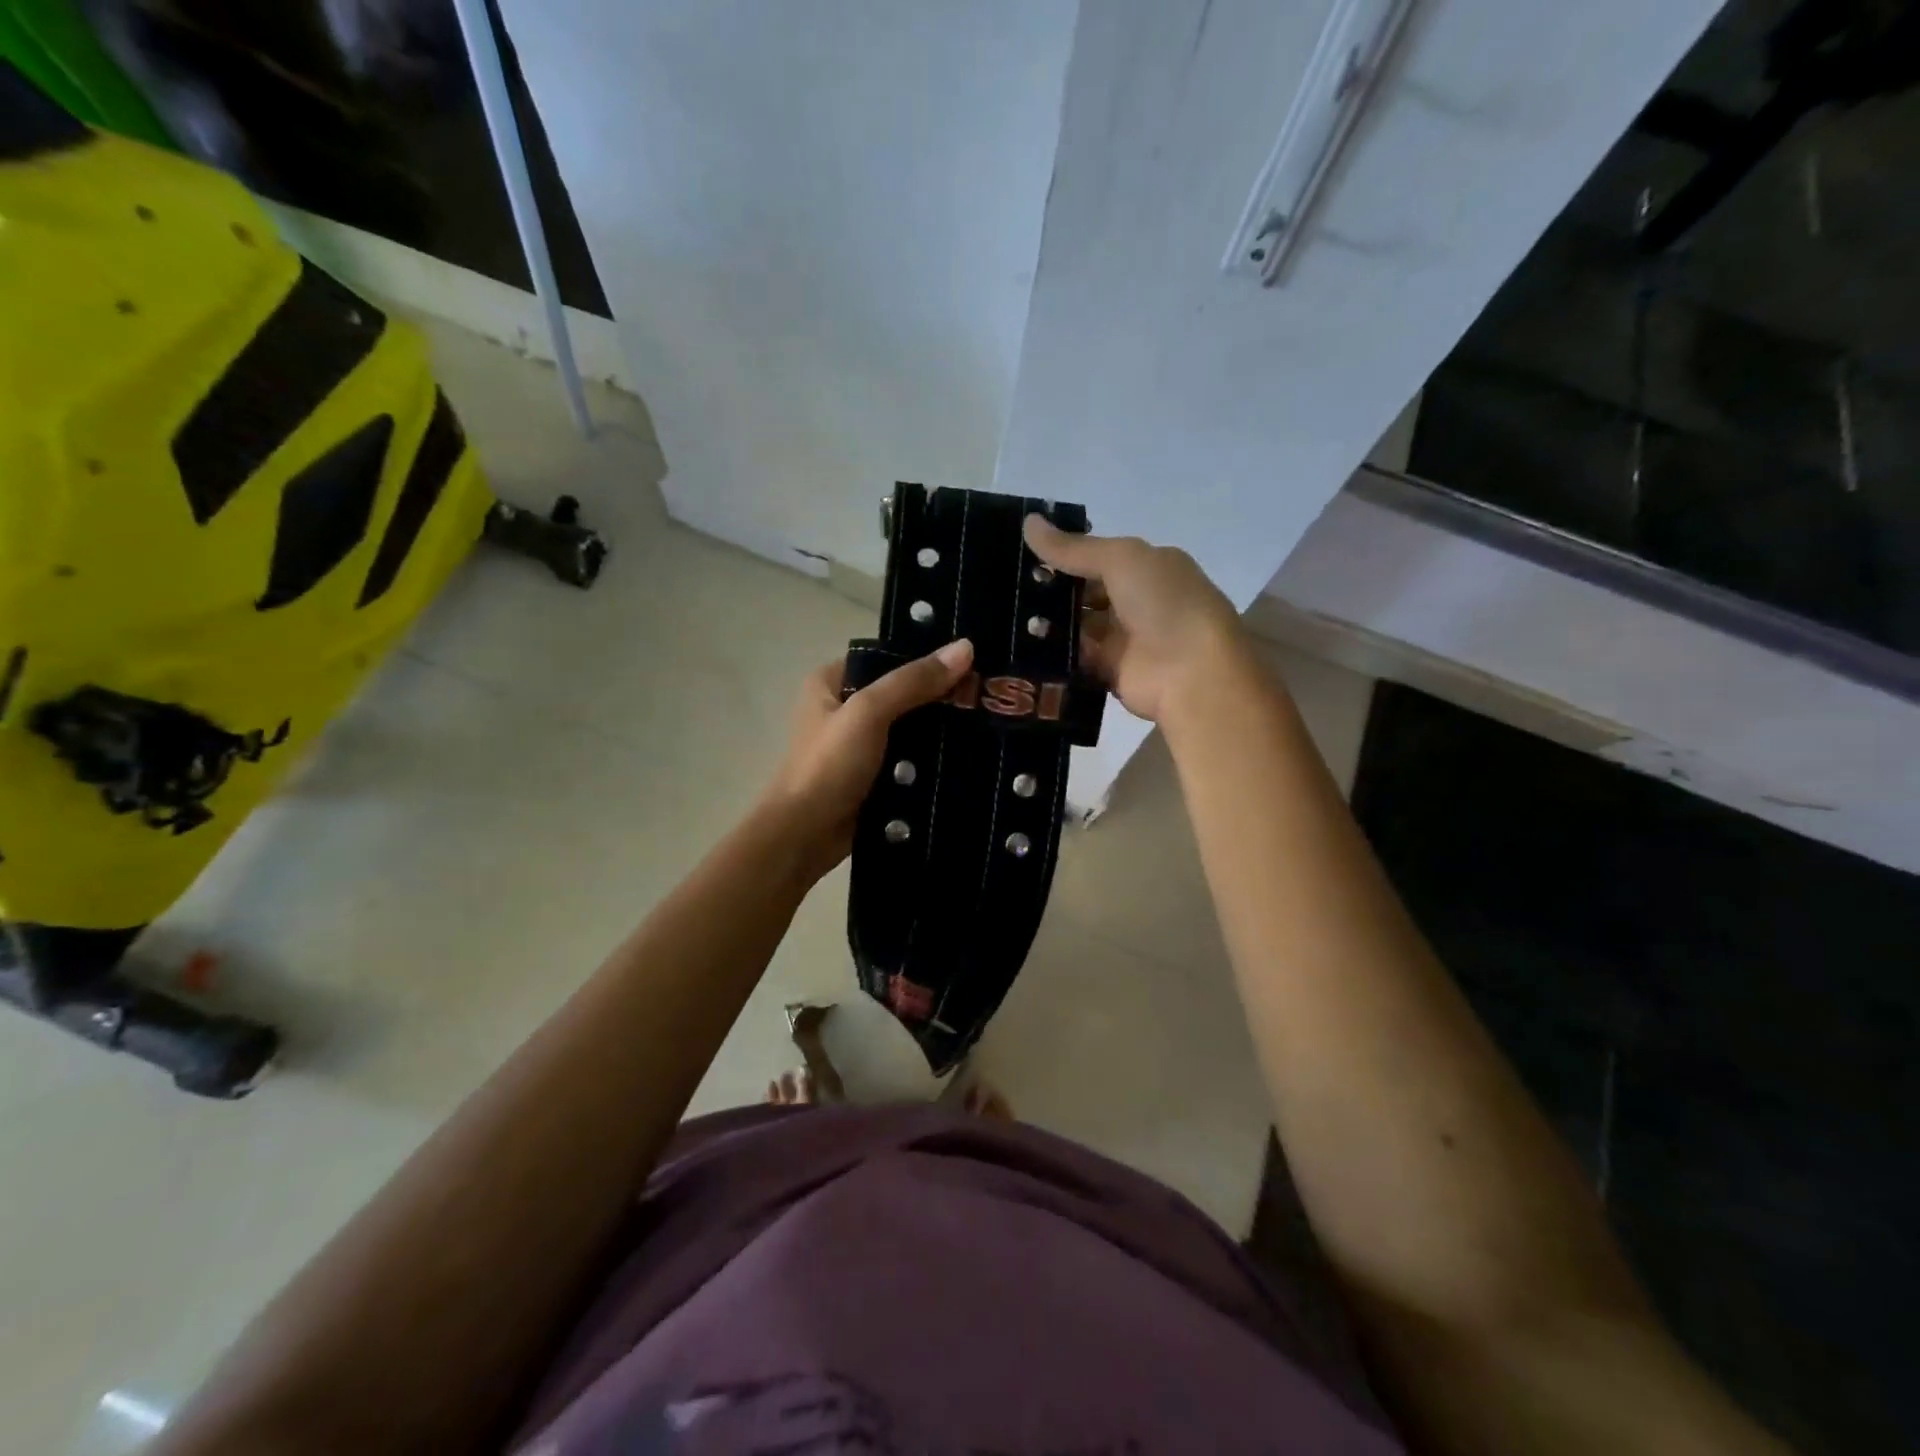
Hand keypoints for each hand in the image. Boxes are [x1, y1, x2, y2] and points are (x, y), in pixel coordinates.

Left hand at [762, 639, 974, 877]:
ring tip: (988, 723)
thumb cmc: (829, 766)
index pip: (886, 657)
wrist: (805, 837)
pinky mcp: (872, 777)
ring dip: (940, 730)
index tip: (971, 660)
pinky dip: (931, 759)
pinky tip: (968, 756)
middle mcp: (843, 708)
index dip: (926, 656)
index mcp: (831, 682)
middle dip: (940, 696)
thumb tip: (965, 647)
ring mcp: (858, 745)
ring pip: (908, 728)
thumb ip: (914, 681)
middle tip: (987, 694)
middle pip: (901, 693)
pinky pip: (909, 759)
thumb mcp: (869, 712)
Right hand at [1024, 515, 1248, 723]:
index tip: (1020, 555)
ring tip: (1003, 618)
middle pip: (1084, 594)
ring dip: (1047, 623)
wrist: (1192, 672)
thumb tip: (1028, 522)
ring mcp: (1123, 639)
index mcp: (1147, 568)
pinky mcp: (1110, 672)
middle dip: (1049, 592)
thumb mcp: (1120, 559)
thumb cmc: (1164, 602)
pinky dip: (1053, 655)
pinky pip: (1076, 659)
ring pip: (1076, 627)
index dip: (1062, 556)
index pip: (1097, 558)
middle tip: (1004, 589)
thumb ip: (1073, 548)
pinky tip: (1019, 647)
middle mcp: (1136, 602)